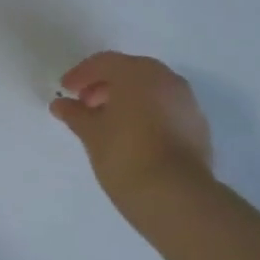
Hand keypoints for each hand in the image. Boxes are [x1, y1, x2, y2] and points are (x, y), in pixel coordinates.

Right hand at [50, 52, 213, 219]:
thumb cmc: (125, 155)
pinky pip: (165, 108)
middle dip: (105, 85)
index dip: (81, 74)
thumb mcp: (91, 134)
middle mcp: (166, 79)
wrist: (176, 196)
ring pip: (150, 90)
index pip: (104, 62)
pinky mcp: (198, 126)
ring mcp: (187, 102)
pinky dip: (147, 113)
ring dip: (127, 99)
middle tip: (86, 105)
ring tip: (108, 123)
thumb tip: (61, 105)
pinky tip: (133, 136)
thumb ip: (75, 114)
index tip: (66, 91)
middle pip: (130, 72)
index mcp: (137, 73)